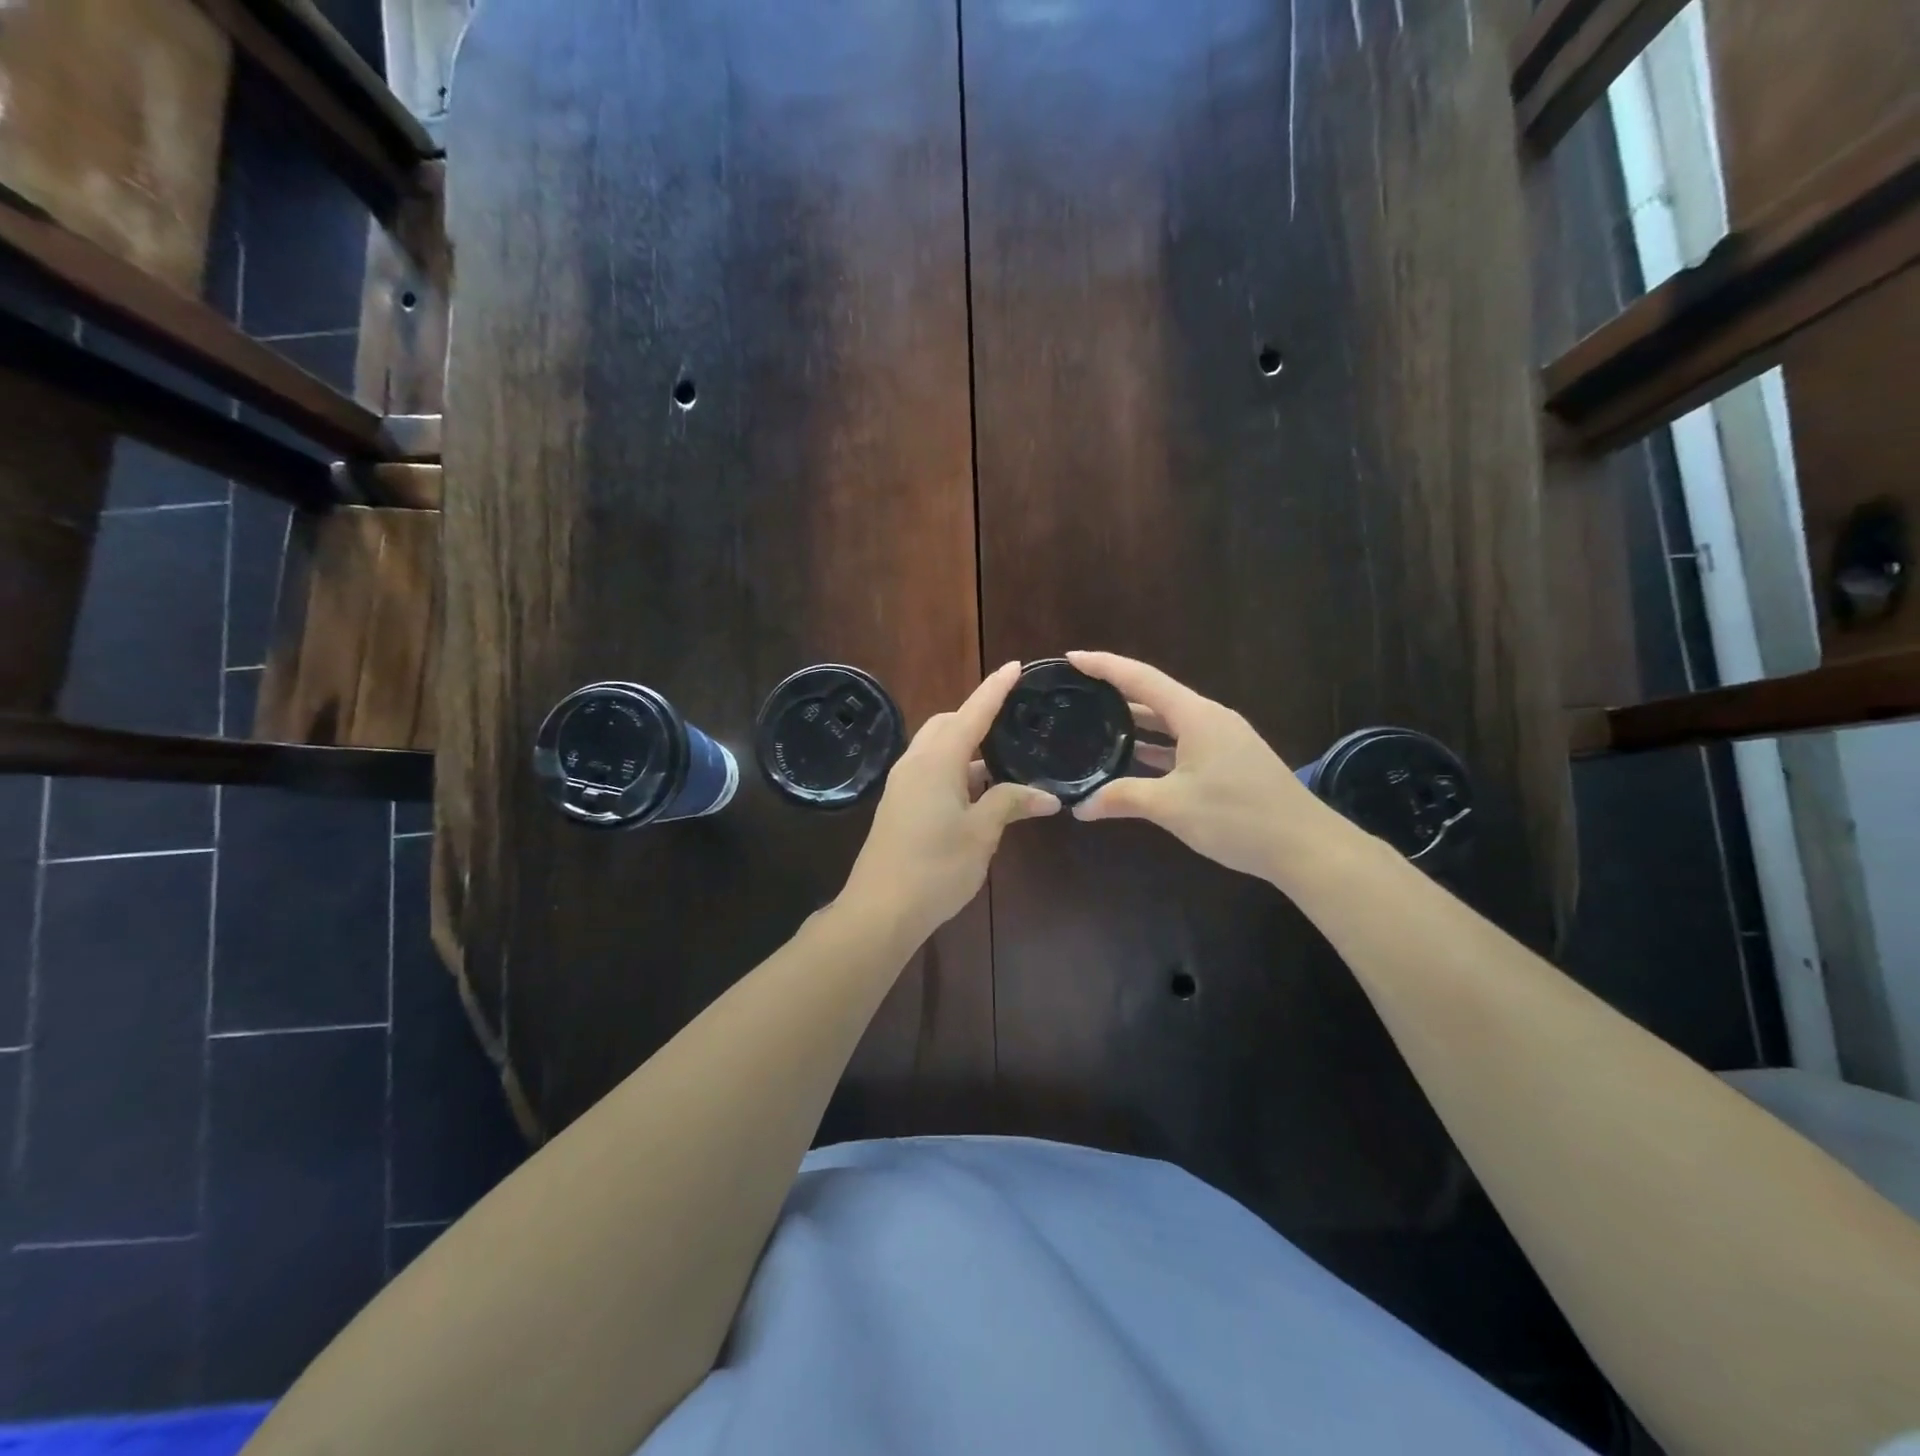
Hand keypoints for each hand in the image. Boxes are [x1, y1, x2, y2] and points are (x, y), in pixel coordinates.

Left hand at [840, 662, 1060, 943]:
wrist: (880, 909)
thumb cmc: (935, 867)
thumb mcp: (981, 834)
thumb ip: (1011, 804)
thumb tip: (1047, 796)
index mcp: (937, 761)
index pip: (972, 713)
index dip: (995, 690)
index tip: (1016, 667)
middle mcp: (915, 763)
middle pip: (948, 725)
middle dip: (977, 716)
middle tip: (1012, 723)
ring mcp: (903, 784)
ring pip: (937, 748)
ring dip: (967, 748)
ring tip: (1004, 760)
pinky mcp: (899, 804)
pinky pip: (930, 770)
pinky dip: (955, 769)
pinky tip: (979, 791)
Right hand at [1067, 651, 1333, 882]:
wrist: (1305, 846)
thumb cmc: (1237, 817)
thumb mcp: (1172, 807)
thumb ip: (1122, 799)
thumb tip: (1079, 807)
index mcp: (1195, 715)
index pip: (1141, 679)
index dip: (1104, 666)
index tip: (1072, 658)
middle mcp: (1209, 718)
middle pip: (1155, 696)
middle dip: (1116, 692)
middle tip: (1077, 692)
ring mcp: (1223, 739)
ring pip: (1170, 722)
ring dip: (1136, 723)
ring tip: (1095, 723)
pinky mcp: (1230, 761)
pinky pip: (1183, 743)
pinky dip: (1156, 747)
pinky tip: (1134, 760)